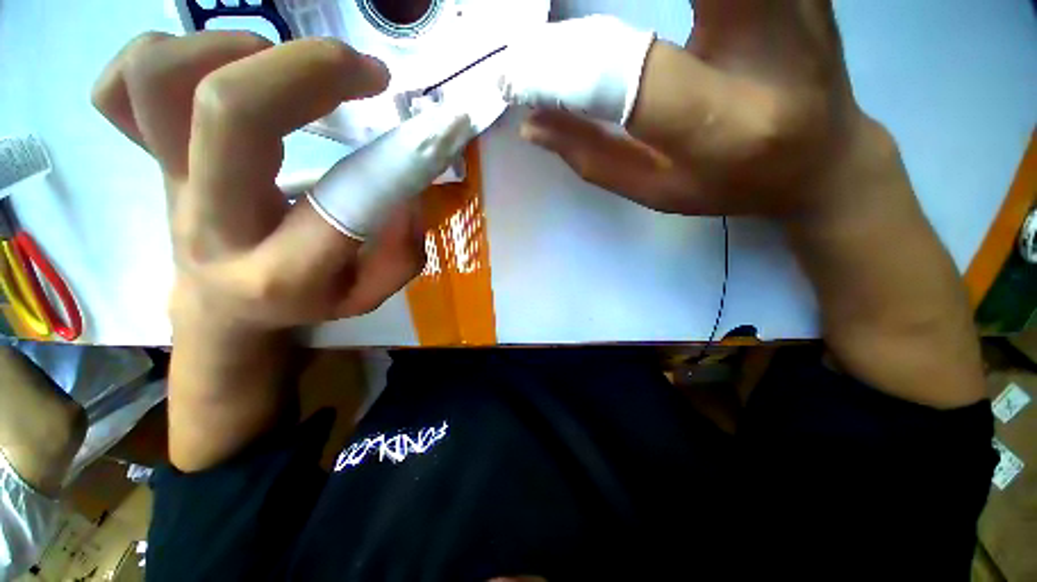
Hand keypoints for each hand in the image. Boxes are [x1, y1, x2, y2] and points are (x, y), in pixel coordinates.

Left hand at [92, 31, 459, 331]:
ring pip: (157, 78)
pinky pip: (119, 90)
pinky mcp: (145, 155)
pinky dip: (168, 55)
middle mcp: (213, 222)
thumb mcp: (368, 293)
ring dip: (235, 50)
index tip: (422, 132)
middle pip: (229, 111)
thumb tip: (408, 195)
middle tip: (362, 72)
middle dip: (309, 70)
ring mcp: (166, 182)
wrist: (225, 305)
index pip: (339, 207)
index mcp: (282, 272)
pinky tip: (220, 70)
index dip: (390, 160)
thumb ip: (400, 254)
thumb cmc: (307, 299)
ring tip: (286, 70)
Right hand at [501, 4, 873, 219]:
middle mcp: (766, 40)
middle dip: (587, 31)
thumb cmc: (733, 184)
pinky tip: (633, 8)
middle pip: (670, 4)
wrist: (824, 157)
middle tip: (540, 30)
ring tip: (582, 28)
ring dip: (623, 1)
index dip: (557, 69)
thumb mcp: (657, 191)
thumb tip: (532, 123)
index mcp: (721, 123)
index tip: (515, 77)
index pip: (623, 76)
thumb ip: (592, 157)